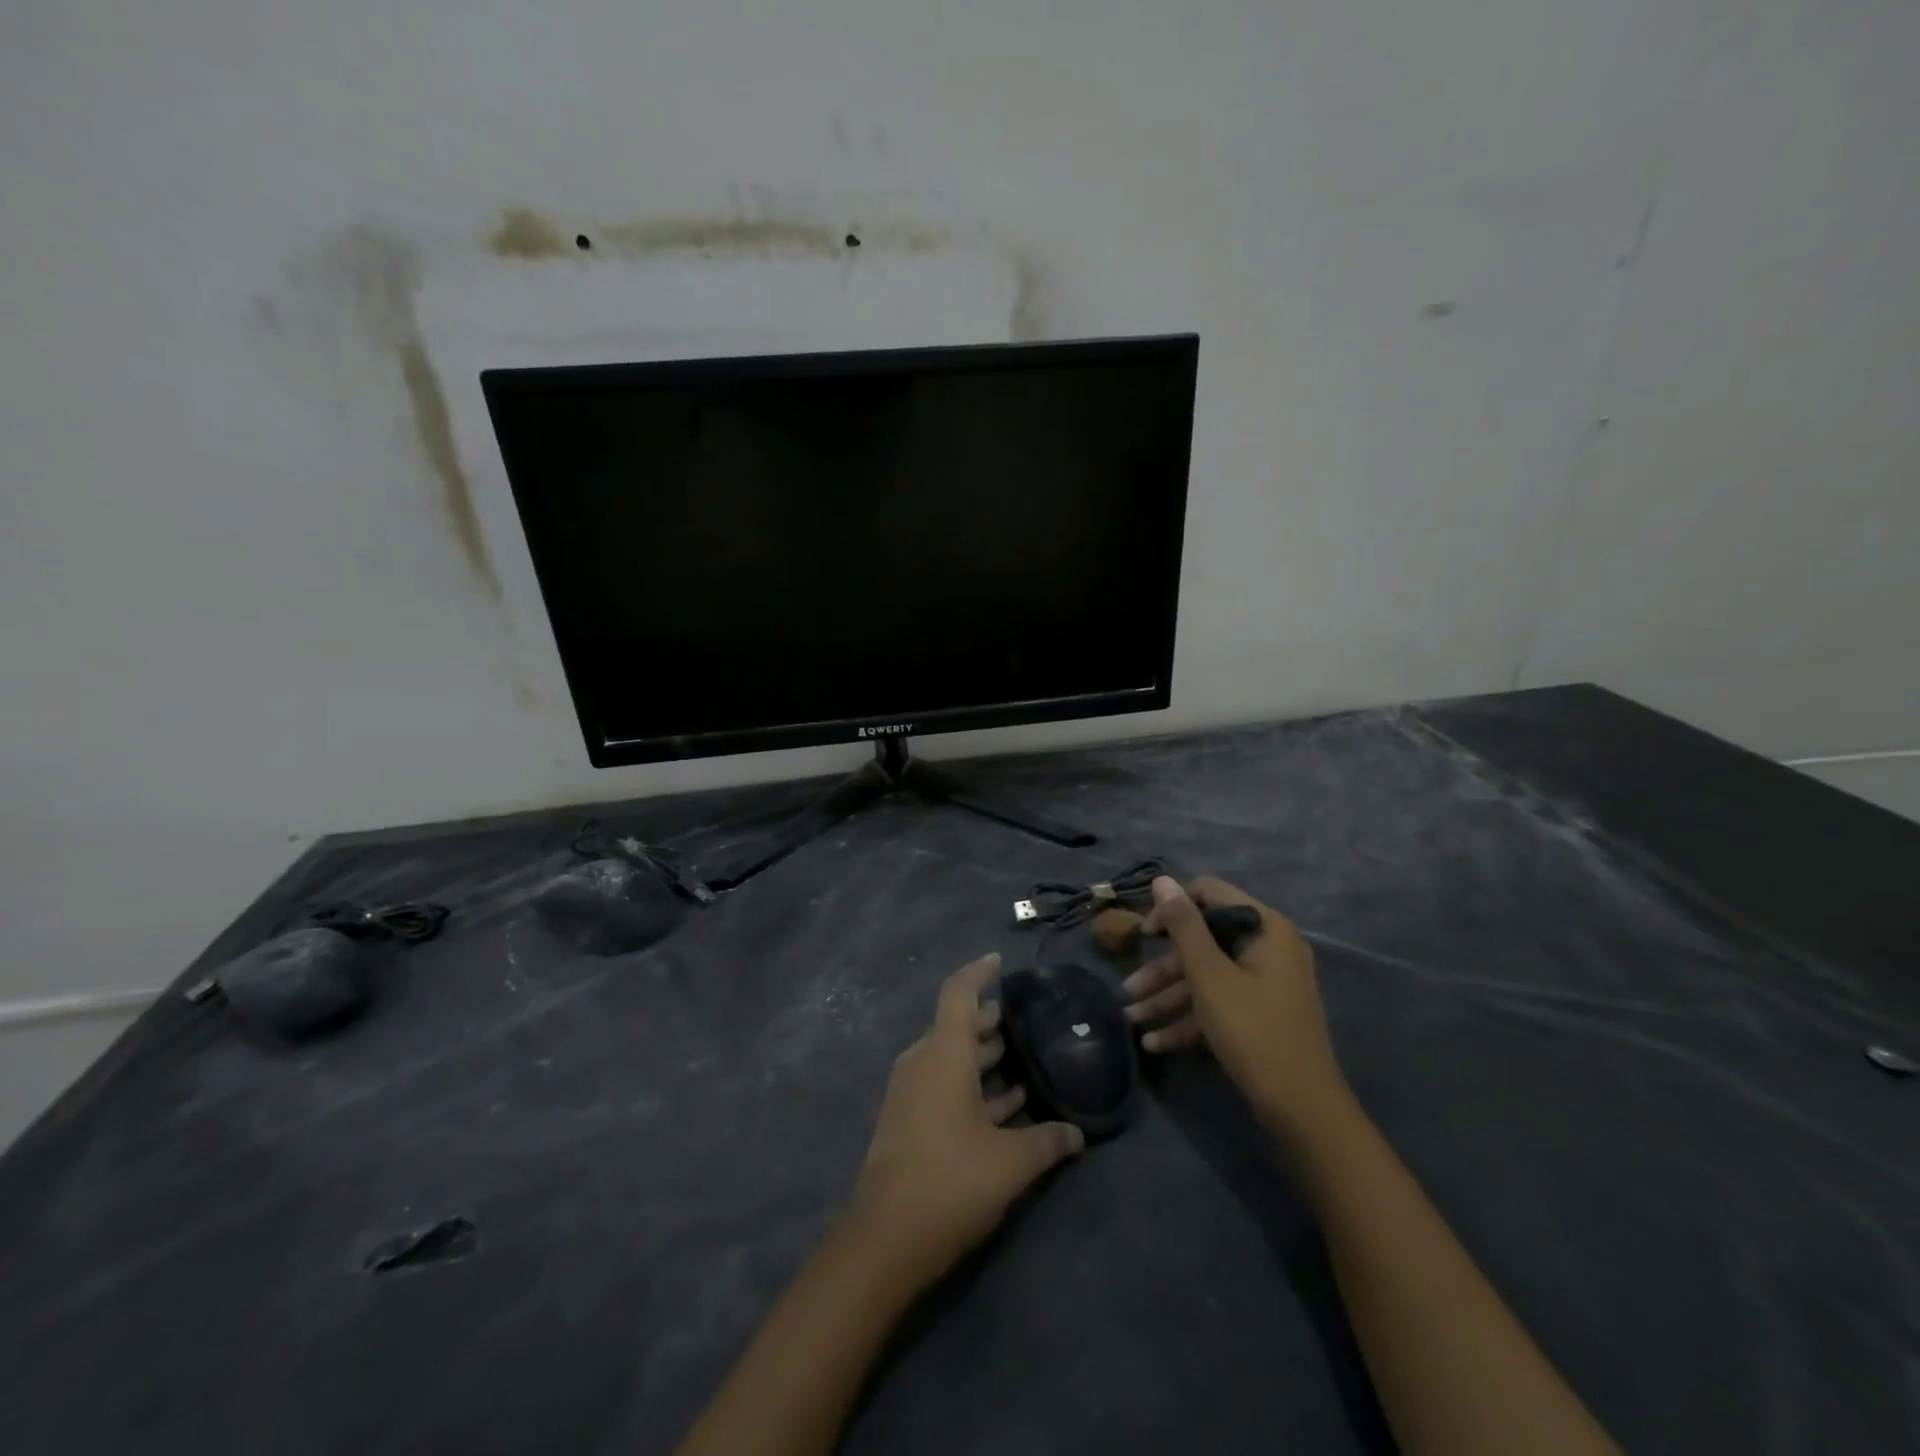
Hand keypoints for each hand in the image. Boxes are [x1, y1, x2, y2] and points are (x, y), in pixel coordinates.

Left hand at [846, 954, 1084, 1283]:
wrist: (884, 1240)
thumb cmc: (950, 1182)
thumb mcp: (1011, 1163)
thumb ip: (1047, 1141)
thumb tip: (1077, 1134)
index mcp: (943, 1054)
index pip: (959, 994)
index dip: (979, 973)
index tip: (1000, 961)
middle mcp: (922, 1063)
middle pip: (956, 1026)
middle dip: (989, 1021)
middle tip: (1025, 1021)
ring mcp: (910, 1093)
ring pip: (950, 1058)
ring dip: (983, 1057)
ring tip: (1022, 1059)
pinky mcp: (907, 1121)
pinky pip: (943, 1085)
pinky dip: (971, 1086)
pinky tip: (1005, 1105)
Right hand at [1123, 876, 1346, 1131]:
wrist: (1301, 1109)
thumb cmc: (1252, 1030)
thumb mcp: (1209, 975)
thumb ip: (1183, 925)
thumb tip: (1162, 881)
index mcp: (1264, 928)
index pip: (1210, 894)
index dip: (1172, 908)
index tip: (1144, 934)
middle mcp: (1269, 948)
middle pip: (1204, 942)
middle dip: (1163, 969)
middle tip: (1128, 988)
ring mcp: (1266, 984)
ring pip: (1207, 977)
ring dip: (1168, 997)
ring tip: (1131, 1019)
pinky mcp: (1260, 1014)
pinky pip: (1219, 1004)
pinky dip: (1189, 1019)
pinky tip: (1154, 1042)